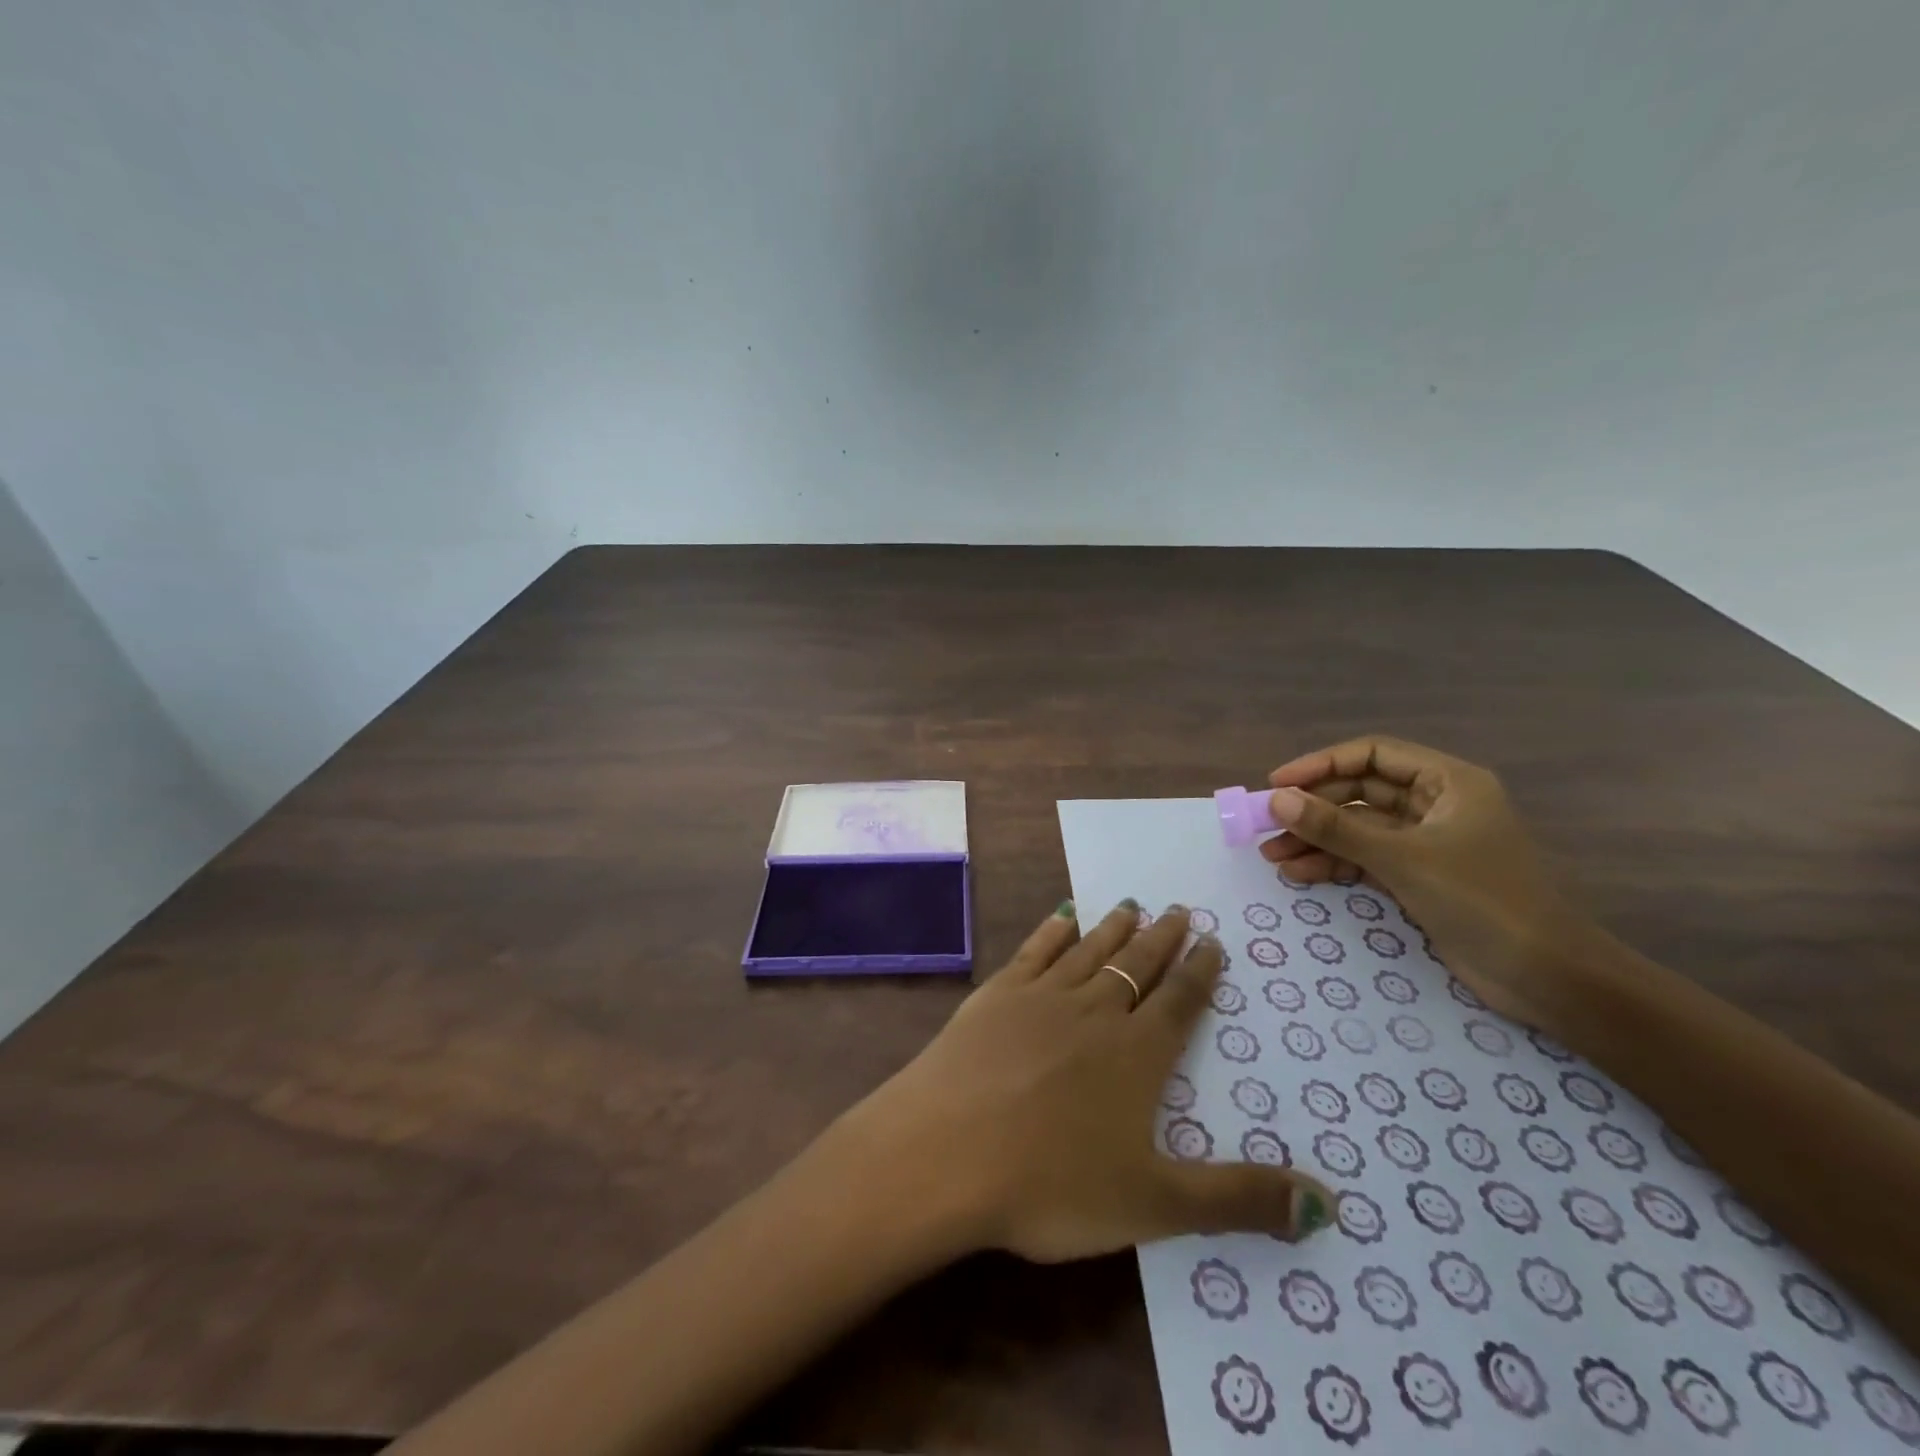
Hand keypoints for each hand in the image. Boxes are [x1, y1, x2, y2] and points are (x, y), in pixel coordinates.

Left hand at [831, 901, 1332, 1263]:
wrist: (946, 1151)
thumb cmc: (1052, 1183)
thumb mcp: (1155, 1205)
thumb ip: (1239, 1200)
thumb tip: (1328, 1206)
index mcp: (1136, 1054)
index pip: (1179, 1002)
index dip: (1200, 972)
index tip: (1212, 941)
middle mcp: (1094, 1011)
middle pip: (1138, 965)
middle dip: (1163, 939)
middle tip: (1179, 909)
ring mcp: (1041, 996)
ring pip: (1090, 951)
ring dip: (1114, 928)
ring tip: (1133, 904)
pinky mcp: (996, 995)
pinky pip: (1034, 951)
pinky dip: (1053, 932)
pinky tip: (1062, 916)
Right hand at [1260, 736, 1596, 1032]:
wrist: (1547, 977)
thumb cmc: (1482, 900)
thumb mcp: (1402, 859)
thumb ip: (1336, 828)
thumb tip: (1276, 799)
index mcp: (1447, 782)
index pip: (1372, 754)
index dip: (1321, 764)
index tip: (1277, 783)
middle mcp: (1436, 804)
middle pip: (1360, 791)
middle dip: (1313, 808)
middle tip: (1266, 823)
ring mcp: (1427, 843)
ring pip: (1358, 828)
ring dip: (1317, 839)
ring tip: (1272, 856)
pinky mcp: (1420, 876)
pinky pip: (1365, 858)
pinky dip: (1334, 863)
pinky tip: (1300, 873)